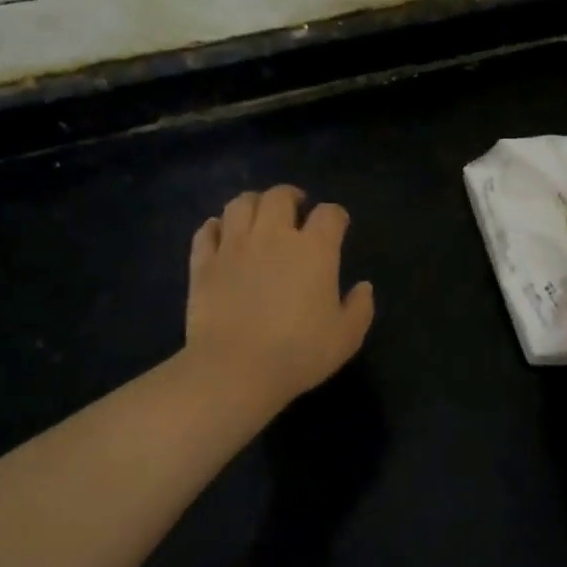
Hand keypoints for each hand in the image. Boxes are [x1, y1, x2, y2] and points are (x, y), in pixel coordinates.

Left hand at [183, 185, 374, 415]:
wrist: (235, 371)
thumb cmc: (298, 354)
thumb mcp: (346, 337)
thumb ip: (360, 307)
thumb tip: (363, 286)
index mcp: (314, 249)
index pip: (329, 213)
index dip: (336, 215)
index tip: (338, 225)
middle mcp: (273, 236)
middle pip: (280, 196)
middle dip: (291, 197)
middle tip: (296, 209)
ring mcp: (234, 246)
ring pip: (240, 204)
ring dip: (253, 203)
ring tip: (258, 215)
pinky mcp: (204, 263)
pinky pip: (206, 231)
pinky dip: (215, 227)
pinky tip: (221, 235)